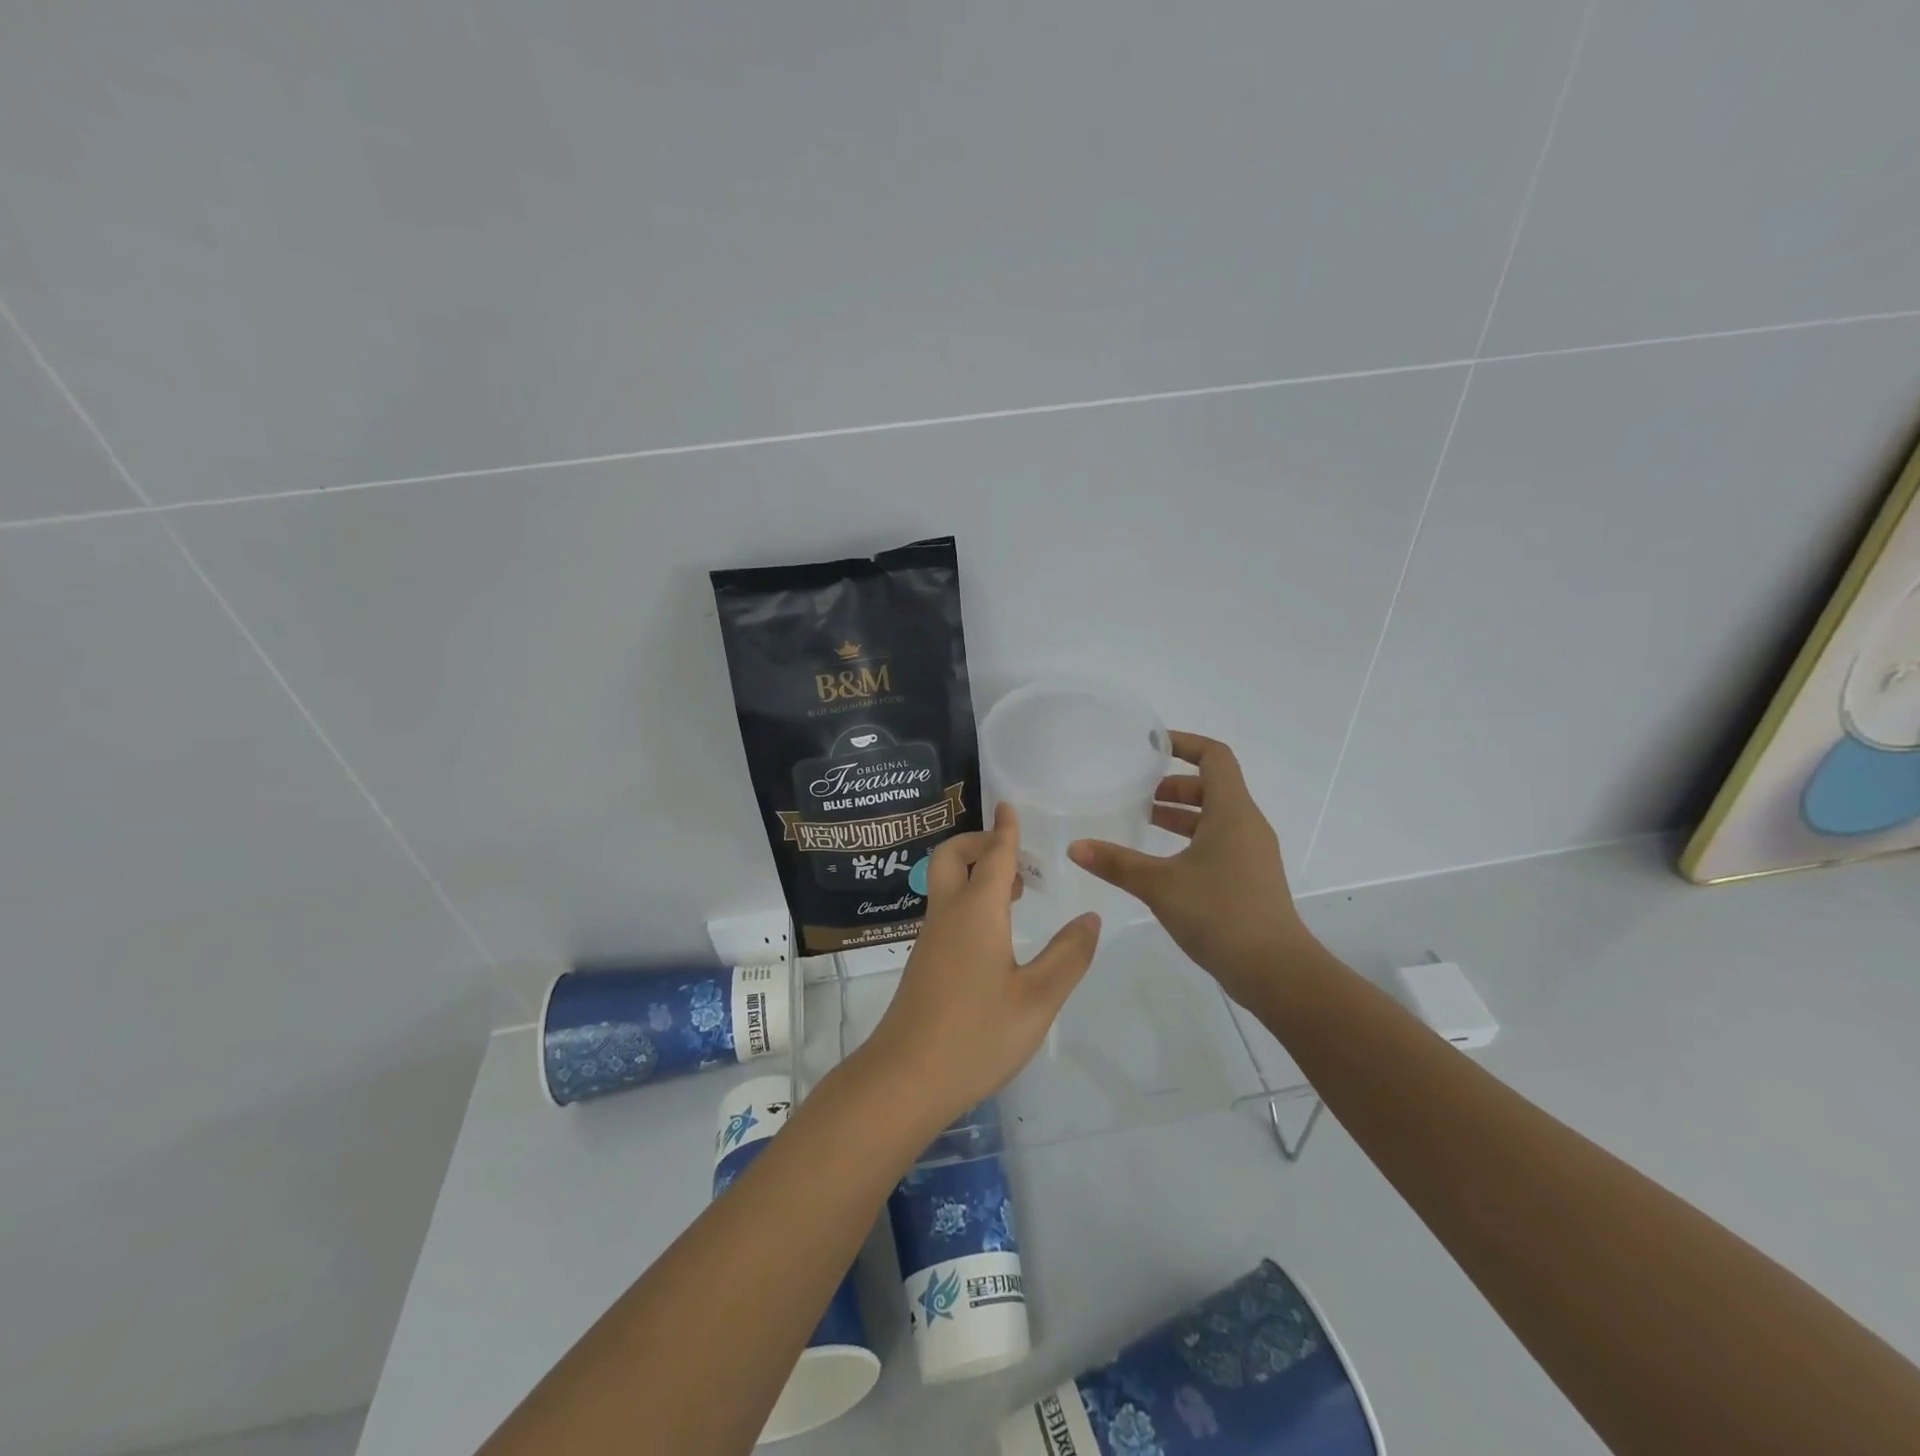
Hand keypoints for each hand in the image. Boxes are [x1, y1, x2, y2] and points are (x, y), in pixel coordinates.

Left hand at [858, 804, 1100, 1129]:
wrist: (905, 1078)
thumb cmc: (977, 1035)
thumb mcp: (1038, 999)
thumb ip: (1067, 956)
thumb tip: (1089, 918)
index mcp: (977, 912)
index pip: (994, 856)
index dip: (1005, 830)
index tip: (1007, 805)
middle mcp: (948, 915)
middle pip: (952, 858)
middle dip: (979, 843)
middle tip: (1014, 856)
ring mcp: (930, 939)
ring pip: (946, 884)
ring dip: (975, 873)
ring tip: (1014, 891)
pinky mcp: (924, 963)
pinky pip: (946, 910)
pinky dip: (969, 900)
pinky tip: (994, 934)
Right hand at [1068, 731, 1304, 1004]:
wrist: (1276, 971)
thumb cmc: (1220, 913)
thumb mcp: (1160, 884)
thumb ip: (1116, 863)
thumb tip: (1075, 847)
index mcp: (1232, 812)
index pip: (1215, 757)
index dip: (1185, 744)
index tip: (1152, 747)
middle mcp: (1247, 825)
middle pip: (1213, 787)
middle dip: (1175, 784)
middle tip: (1139, 793)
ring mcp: (1252, 854)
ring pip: (1216, 818)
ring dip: (1181, 815)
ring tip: (1144, 823)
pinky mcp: (1250, 879)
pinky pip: (1219, 843)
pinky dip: (1191, 840)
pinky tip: (1163, 864)